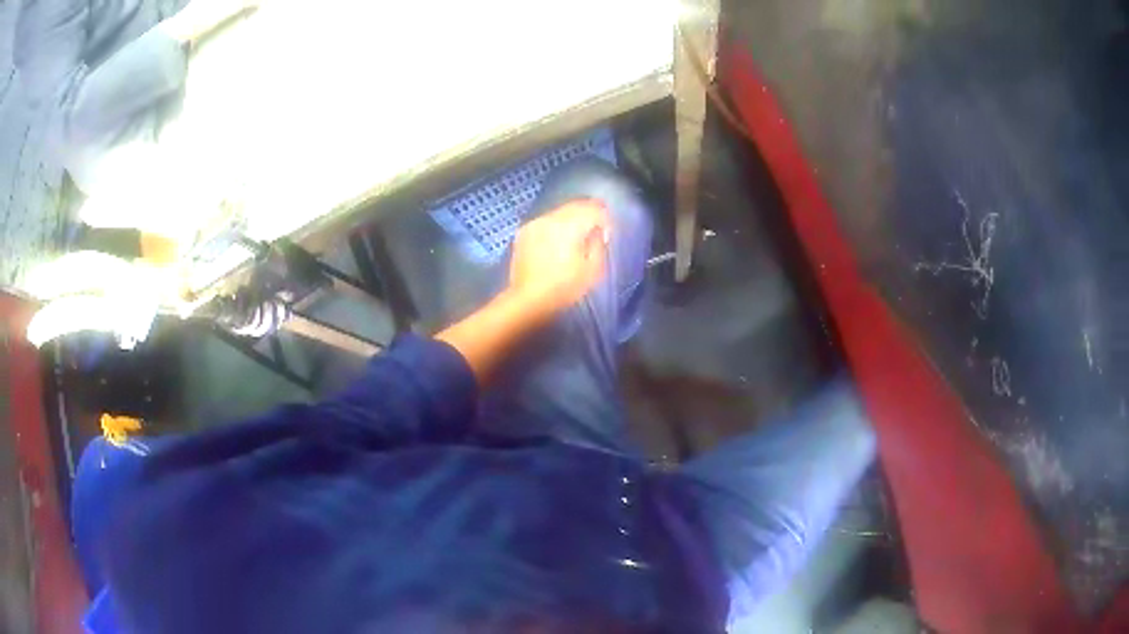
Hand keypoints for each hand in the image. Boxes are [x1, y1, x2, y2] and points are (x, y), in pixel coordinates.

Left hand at [507, 200, 610, 319]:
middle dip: (588, 212)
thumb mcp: (593, 270)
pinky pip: (545, 221)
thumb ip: (599, 244)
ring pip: (559, 212)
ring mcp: (535, 223)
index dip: (604, 216)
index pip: (593, 209)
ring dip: (570, 218)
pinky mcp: (524, 232)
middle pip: (575, 206)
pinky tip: (556, 240)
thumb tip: (599, 230)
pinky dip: (554, 225)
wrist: (527, 300)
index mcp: (570, 225)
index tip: (607, 229)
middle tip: (595, 226)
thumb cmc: (564, 288)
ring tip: (575, 234)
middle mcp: (551, 218)